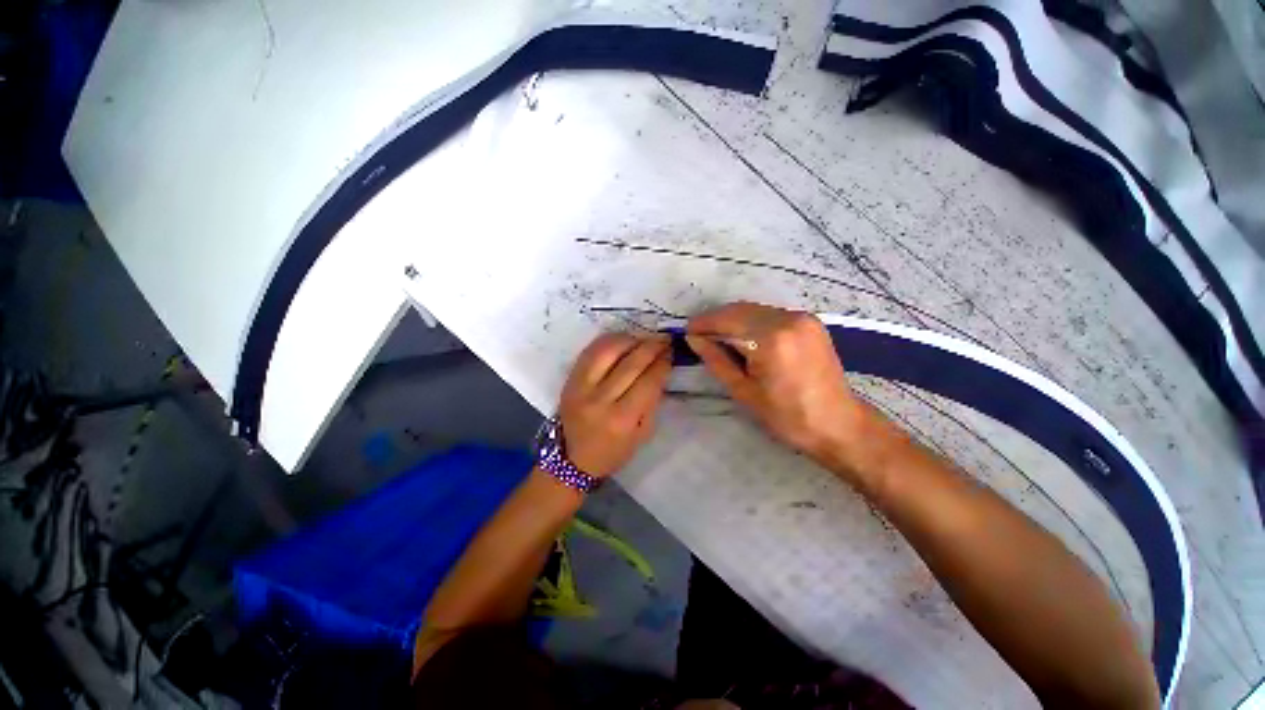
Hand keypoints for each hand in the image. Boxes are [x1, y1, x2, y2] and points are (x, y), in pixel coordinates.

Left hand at [558, 333, 671, 476]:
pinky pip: (590, 351)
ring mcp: (581, 387)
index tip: (671, 353)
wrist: (574, 458)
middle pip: (630, 363)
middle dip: (651, 347)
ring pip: (608, 350)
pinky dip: (609, 341)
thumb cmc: (614, 450)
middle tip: (664, 340)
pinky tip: (622, 341)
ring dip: (630, 340)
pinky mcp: (570, 379)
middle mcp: (600, 400)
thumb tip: (660, 369)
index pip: (648, 382)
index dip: (662, 364)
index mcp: (622, 419)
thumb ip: (652, 401)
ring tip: (643, 340)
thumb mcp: (643, 434)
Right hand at [686, 302, 868, 465]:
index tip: (687, 331)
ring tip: (717, 336)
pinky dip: (751, 321)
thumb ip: (716, 360)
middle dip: (716, 319)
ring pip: (755, 309)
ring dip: (733, 319)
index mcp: (771, 338)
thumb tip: (694, 339)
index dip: (704, 323)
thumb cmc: (787, 416)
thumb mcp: (743, 391)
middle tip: (699, 334)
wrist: (838, 424)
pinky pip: (770, 314)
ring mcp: (802, 317)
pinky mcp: (810, 322)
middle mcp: (788, 319)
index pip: (727, 320)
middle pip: (740, 309)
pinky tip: (743, 336)